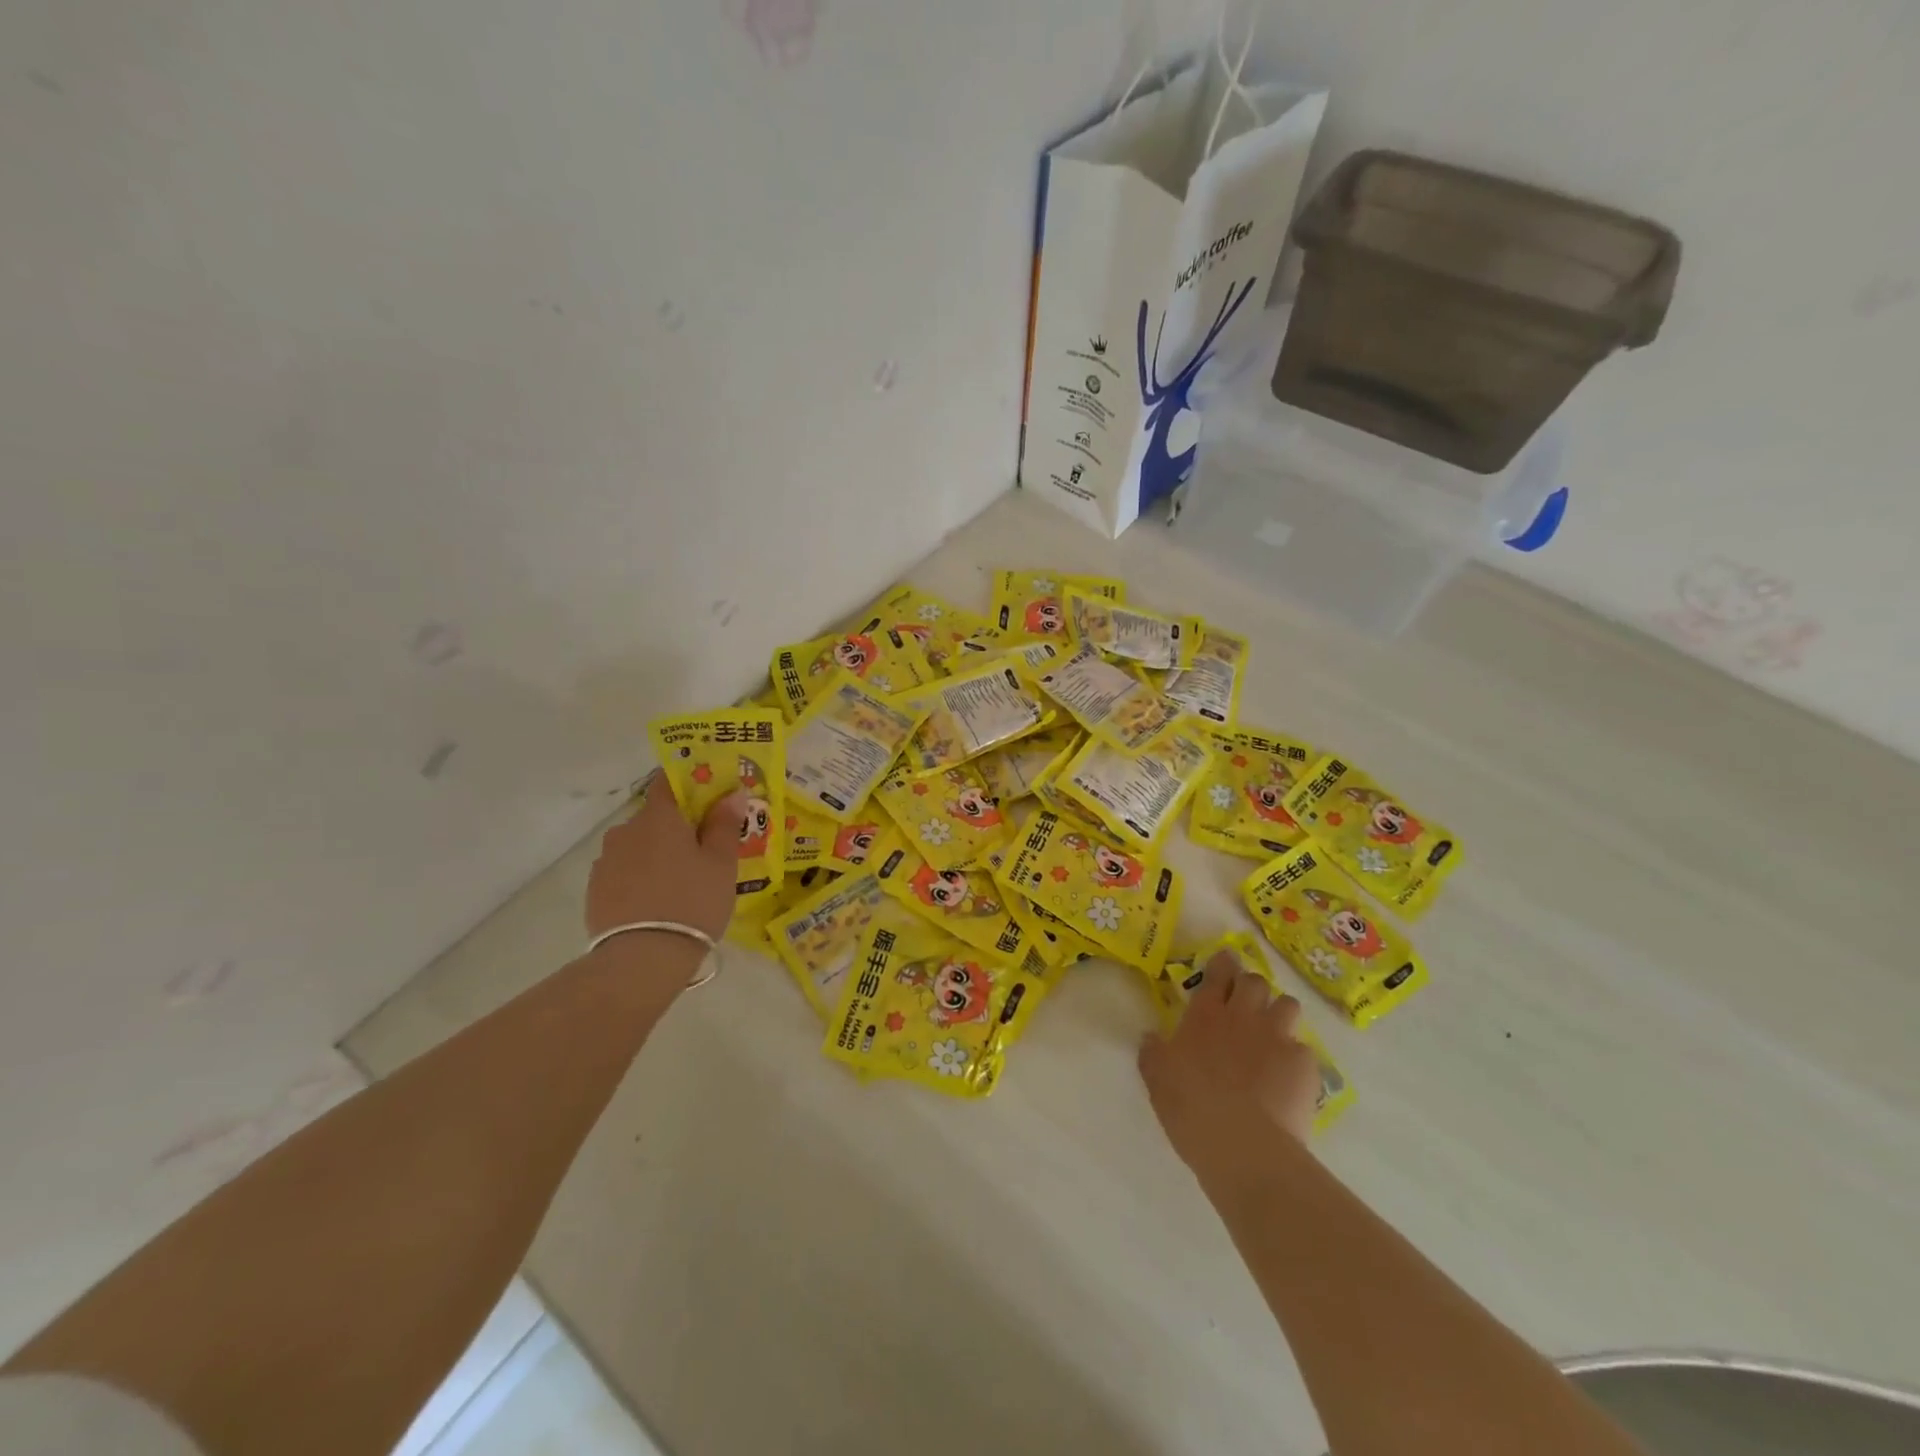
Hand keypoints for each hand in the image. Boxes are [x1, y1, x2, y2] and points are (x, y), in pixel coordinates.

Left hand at [585, 778, 748, 943]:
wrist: (642, 958)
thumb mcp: (721, 864)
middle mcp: (626, 830)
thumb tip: (732, 793)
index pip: (668, 782)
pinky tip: (656, 901)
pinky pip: (623, 871)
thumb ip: (724, 824)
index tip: (707, 799)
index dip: (688, 785)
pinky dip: (639, 877)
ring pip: (637, 846)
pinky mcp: (595, 889)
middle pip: (654, 818)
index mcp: (659, 818)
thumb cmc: (692, 902)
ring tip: (679, 882)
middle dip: (676, 828)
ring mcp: (606, 860)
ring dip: (656, 854)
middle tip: (702, 851)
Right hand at [1139, 953, 1322, 1186]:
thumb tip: (1151, 1037)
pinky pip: (1303, 1049)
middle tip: (1245, 1004)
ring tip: (1272, 1035)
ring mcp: (1277, 1037)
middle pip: (1255, 982)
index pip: (1218, 974)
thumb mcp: (1157, 1078)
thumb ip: (1153, 1052)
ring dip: (1279, 1013)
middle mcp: (1243, 1016)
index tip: (1225, 962)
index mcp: (1205, 1015)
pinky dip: (1295, 1059)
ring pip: (1287, 1005)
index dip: (1223, 964)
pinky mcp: (1304, 1065)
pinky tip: (1287, 1079)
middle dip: (1252, 987)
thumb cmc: (1191, 1107)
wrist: (1243, 1145)